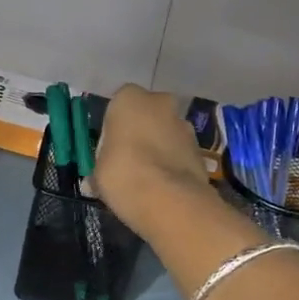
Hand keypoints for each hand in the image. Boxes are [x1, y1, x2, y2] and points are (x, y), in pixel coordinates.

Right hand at [94, 85, 213, 235]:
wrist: (170, 201)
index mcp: (129, 99)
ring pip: (167, 132)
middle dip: (141, 131)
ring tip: (148, 178)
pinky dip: (174, 164)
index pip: (118, 104)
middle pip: (147, 114)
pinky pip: (180, 153)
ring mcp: (185, 125)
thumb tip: (99, 176)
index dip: (114, 126)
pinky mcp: (201, 150)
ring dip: (160, 147)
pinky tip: (164, 186)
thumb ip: (102, 164)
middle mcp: (160, 103)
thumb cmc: (123, 175)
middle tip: (129, 159)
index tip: (110, 147)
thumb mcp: (97, 172)